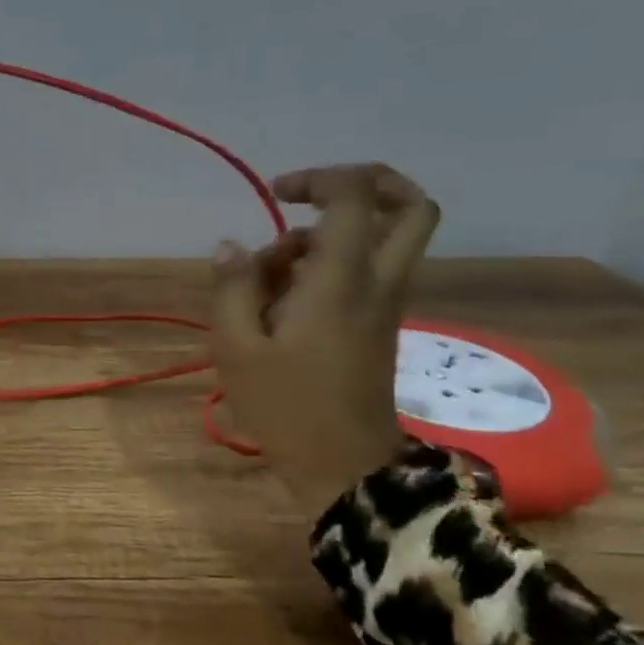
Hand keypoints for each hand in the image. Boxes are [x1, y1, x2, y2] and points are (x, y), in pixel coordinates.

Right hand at [210, 163, 440, 520]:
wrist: (344, 467)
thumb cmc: (286, 406)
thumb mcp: (237, 346)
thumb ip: (232, 287)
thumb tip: (232, 247)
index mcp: (342, 280)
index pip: (356, 197)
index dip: (320, 177)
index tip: (277, 193)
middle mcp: (377, 282)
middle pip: (412, 207)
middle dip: (368, 183)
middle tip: (312, 196)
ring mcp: (384, 304)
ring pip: (378, 240)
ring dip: (324, 238)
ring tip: (264, 279)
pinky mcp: (378, 324)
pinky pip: (363, 271)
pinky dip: (325, 268)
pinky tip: (277, 304)